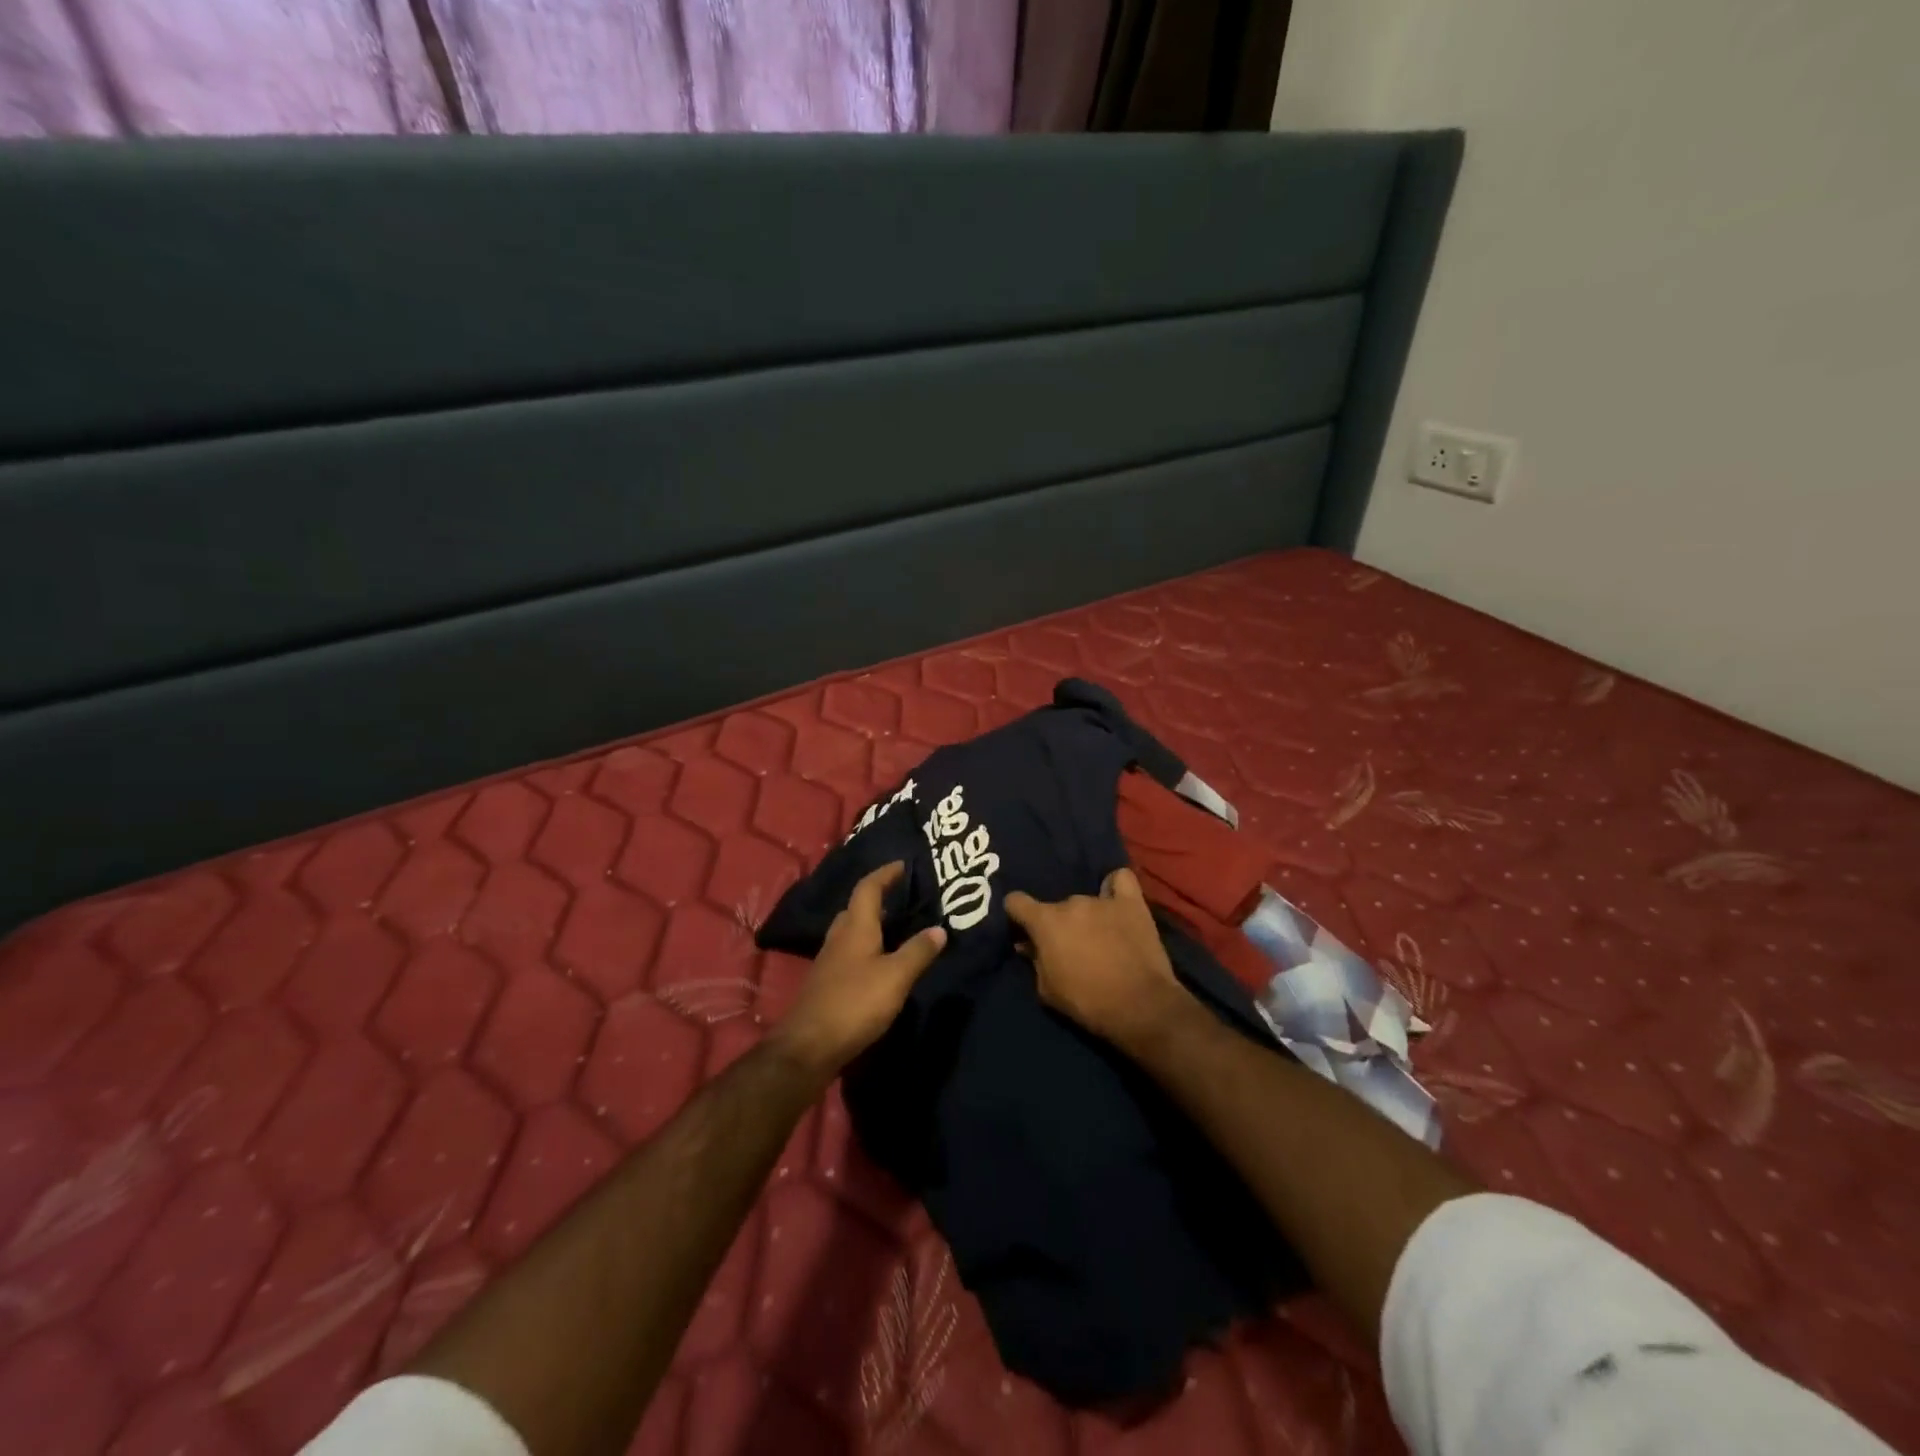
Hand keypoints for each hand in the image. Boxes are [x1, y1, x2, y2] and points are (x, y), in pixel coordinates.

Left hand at [770, 862, 946, 1080]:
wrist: (808, 1047)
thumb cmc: (855, 1003)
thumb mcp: (895, 977)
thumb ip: (918, 952)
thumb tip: (939, 929)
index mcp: (856, 928)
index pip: (868, 888)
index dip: (884, 874)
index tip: (901, 865)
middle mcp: (839, 938)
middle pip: (856, 908)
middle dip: (877, 898)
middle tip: (901, 897)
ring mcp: (829, 962)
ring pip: (850, 931)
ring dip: (870, 923)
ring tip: (895, 927)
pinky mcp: (826, 984)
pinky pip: (848, 953)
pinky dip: (866, 947)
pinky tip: (878, 963)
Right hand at [1004, 868, 1188, 1051]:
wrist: (1139, 1006)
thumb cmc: (1087, 1002)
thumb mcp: (1047, 990)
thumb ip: (1034, 961)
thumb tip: (1027, 945)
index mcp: (1045, 921)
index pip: (1016, 901)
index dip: (1016, 914)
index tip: (1023, 928)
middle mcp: (1071, 902)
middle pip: (1057, 907)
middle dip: (1059, 925)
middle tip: (1070, 947)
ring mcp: (1103, 899)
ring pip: (1086, 901)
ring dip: (1087, 916)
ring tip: (1100, 936)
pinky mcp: (1132, 903)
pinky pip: (1120, 880)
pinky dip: (1115, 888)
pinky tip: (1116, 901)